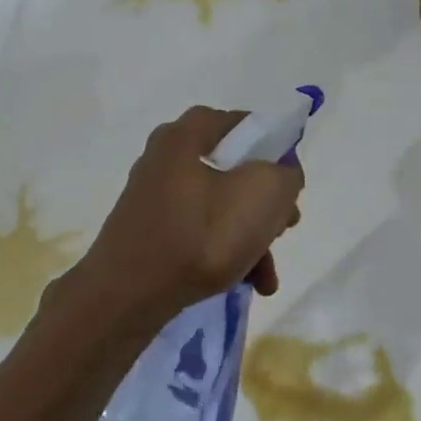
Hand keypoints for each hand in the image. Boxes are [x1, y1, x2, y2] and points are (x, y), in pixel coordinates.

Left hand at [62, 107, 303, 327]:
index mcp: (187, 134)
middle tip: (286, 227)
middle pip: (236, 171)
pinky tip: (248, 283)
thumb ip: (286, 174)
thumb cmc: (202, 235)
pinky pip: (200, 233)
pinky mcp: (150, 232)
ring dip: (253, 238)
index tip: (292, 184)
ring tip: (268, 277)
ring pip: (222, 208)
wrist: (128, 295)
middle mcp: (166, 157)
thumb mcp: (264, 194)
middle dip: (268, 205)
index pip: (245, 124)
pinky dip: (226, 253)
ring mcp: (155, 197)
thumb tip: (282, 176)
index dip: (277, 150)